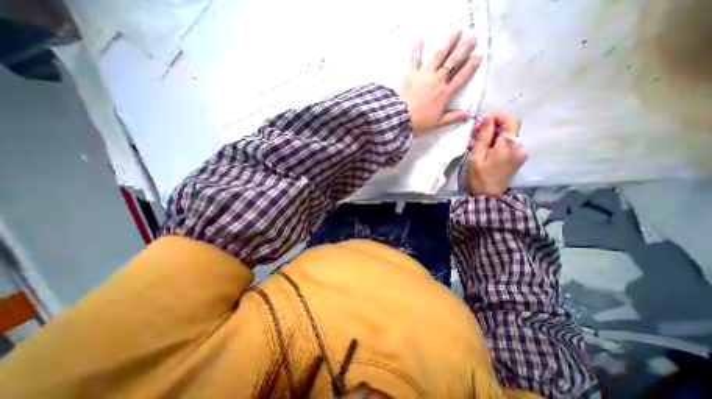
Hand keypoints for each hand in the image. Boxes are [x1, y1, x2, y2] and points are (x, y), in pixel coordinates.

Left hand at [400, 29, 483, 134]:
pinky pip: (415, 59)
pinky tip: (420, 40)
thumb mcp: (438, 123)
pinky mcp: (412, 74)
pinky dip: (417, 50)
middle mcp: (437, 81)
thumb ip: (452, 117)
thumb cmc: (419, 122)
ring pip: (439, 56)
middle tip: (472, 38)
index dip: (471, 66)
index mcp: (445, 94)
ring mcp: (425, 76)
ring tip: (457, 32)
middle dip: (464, 49)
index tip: (478, 56)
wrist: (401, 118)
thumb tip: (467, 115)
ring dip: (448, 43)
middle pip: (453, 62)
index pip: (461, 77)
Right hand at [465, 114, 523, 196]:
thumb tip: (488, 119)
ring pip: (510, 134)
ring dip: (496, 133)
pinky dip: (499, 140)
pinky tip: (488, 147)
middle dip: (495, 124)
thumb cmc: (478, 176)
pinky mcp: (519, 157)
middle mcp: (519, 147)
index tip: (483, 121)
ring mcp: (521, 152)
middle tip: (478, 130)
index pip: (510, 121)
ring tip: (480, 140)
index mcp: (507, 147)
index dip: (498, 116)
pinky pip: (510, 142)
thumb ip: (484, 137)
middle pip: (511, 126)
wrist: (488, 195)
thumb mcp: (476, 156)